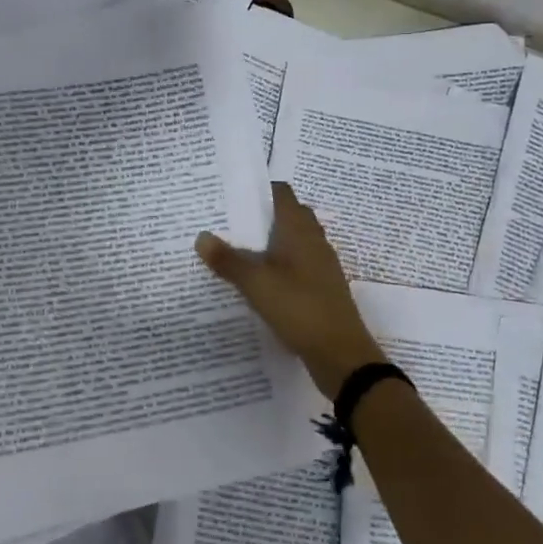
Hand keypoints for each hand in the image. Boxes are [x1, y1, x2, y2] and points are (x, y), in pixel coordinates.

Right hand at [196, 182, 384, 399]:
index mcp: (299, 230)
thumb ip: (228, 260)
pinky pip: (295, 265)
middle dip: (259, 216)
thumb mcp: (256, 284)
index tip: (231, 192)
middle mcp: (313, 240)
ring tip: (234, 249)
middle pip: (286, 216)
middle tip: (226, 221)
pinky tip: (257, 281)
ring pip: (291, 242)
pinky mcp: (320, 287)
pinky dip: (276, 265)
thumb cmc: (299, 307)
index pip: (281, 193)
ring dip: (267, 242)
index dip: (258, 189)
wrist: (340, 353)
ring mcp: (319, 265)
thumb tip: (201, 236)